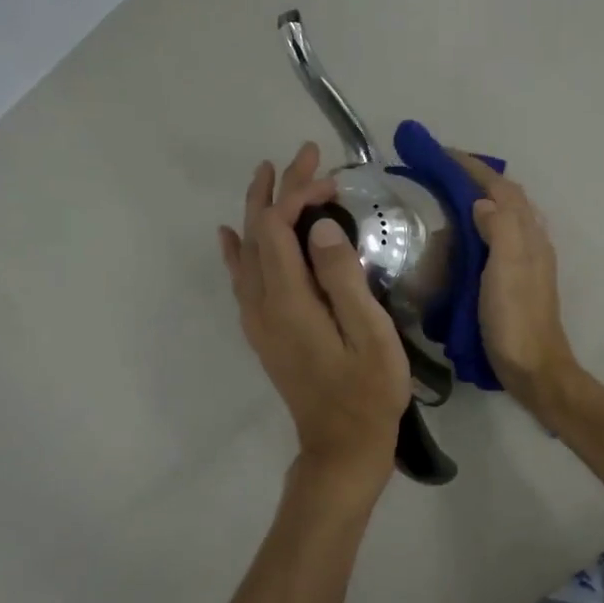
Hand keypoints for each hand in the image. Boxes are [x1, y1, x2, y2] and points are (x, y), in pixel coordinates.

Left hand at [220, 145, 409, 482]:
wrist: (342, 446)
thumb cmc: (368, 392)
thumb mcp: (370, 335)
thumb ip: (343, 278)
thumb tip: (321, 228)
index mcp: (289, 301)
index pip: (280, 230)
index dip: (300, 196)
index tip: (333, 179)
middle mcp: (262, 305)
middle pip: (259, 234)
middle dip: (278, 190)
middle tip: (303, 156)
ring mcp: (258, 320)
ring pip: (247, 252)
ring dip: (258, 211)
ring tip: (268, 177)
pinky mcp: (264, 332)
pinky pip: (242, 279)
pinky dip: (238, 250)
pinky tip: (233, 235)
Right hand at [449, 150, 580, 414]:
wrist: (534, 368)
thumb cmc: (516, 320)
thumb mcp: (506, 271)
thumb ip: (499, 229)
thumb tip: (481, 202)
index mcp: (527, 235)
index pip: (501, 188)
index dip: (472, 168)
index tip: (440, 154)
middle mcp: (531, 240)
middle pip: (506, 196)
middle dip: (476, 177)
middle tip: (439, 171)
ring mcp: (526, 261)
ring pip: (505, 215)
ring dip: (480, 198)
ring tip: (447, 195)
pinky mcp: (517, 279)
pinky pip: (499, 237)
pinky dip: (481, 223)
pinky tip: (464, 236)